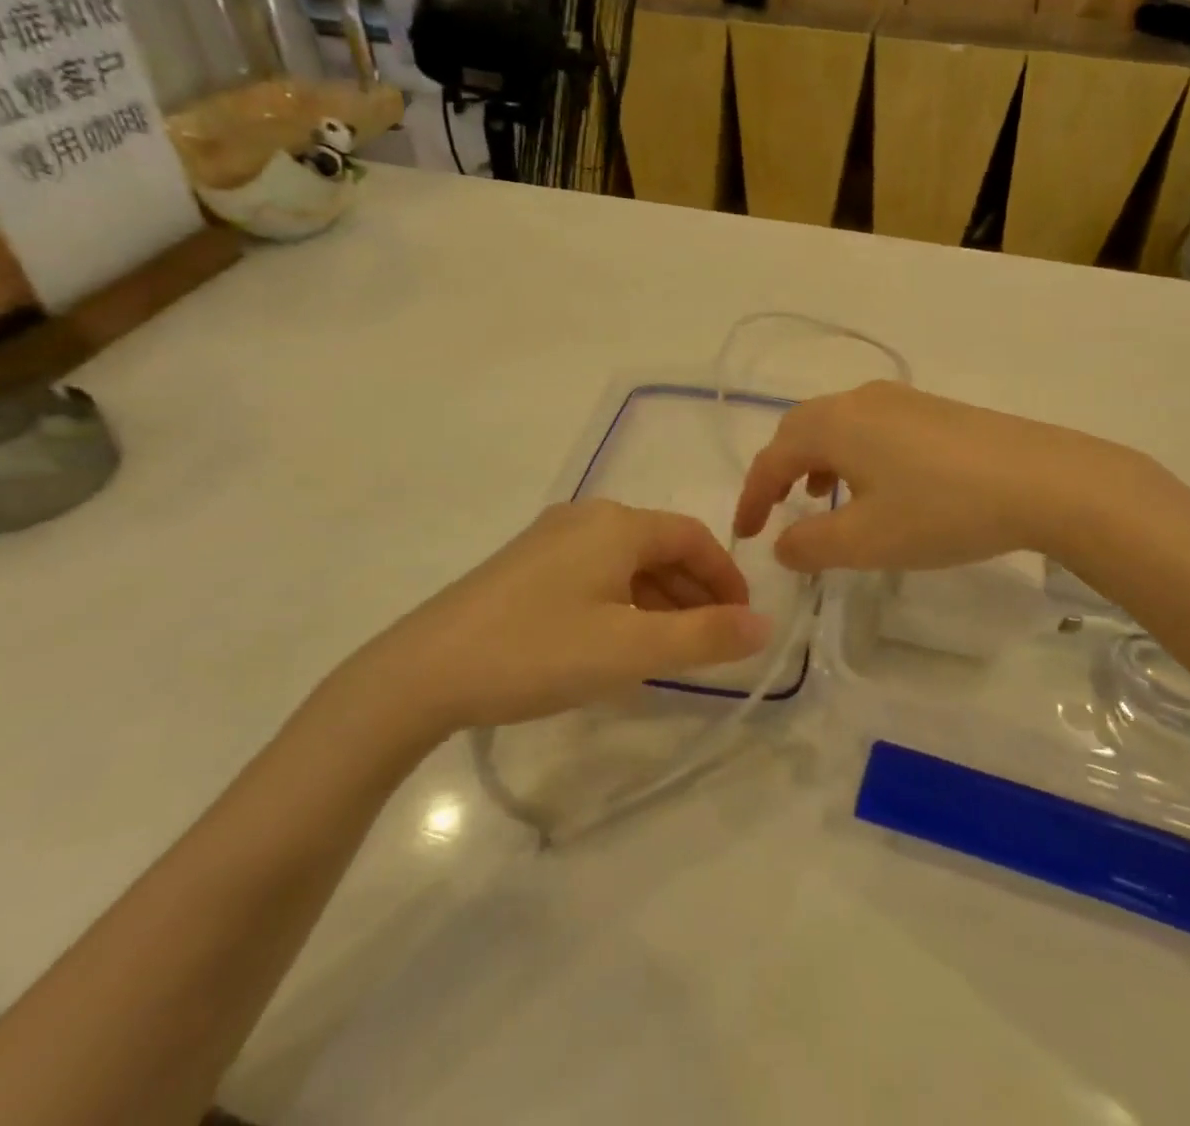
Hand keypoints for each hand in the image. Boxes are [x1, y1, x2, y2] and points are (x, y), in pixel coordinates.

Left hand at [351, 500, 771, 740]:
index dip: (725, 577)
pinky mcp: (525, 566)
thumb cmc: (538, 651)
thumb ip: (705, 637)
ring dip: (659, 600)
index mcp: (616, 524)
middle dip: (694, 591)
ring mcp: (551, 539)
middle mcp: (586, 518)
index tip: (743, 621)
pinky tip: (619, 642)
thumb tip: (765, 625)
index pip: (692, 537)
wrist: (423, 671)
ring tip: (673, 649)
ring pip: (626, 563)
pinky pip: (595, 574)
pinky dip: (623, 602)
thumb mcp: (631, 649)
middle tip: (713, 641)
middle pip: (660, 547)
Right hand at [733, 381, 1147, 572]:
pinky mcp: (933, 409)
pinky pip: (871, 427)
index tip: (746, 534)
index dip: (752, 497)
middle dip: (780, 472)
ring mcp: (901, 399)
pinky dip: (853, 455)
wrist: (1043, 480)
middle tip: (775, 512)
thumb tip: (782, 544)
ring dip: (818, 461)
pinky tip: (877, 485)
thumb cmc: (942, 510)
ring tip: (822, 498)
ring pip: (838, 426)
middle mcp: (859, 400)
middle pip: (800, 430)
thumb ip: (810, 545)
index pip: (773, 458)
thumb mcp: (866, 541)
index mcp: (833, 424)